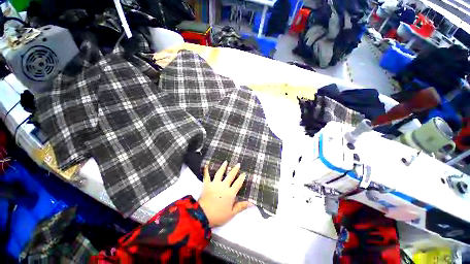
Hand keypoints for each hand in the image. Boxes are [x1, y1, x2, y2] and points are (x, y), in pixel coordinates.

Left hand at [198, 161, 251, 227]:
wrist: (203, 216)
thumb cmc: (219, 215)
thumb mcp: (232, 213)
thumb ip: (241, 206)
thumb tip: (252, 203)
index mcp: (230, 193)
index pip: (238, 183)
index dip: (241, 178)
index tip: (244, 173)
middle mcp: (223, 186)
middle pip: (230, 176)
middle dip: (235, 170)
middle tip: (238, 164)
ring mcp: (215, 184)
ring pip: (220, 173)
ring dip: (223, 167)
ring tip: (225, 162)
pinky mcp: (207, 184)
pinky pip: (206, 176)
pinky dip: (206, 170)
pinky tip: (206, 165)